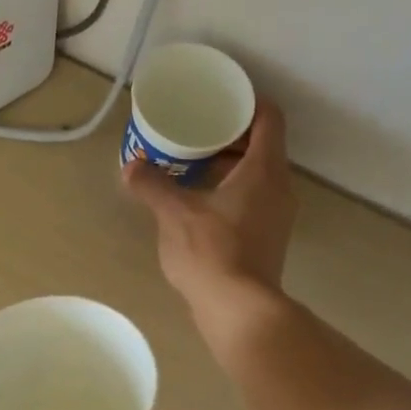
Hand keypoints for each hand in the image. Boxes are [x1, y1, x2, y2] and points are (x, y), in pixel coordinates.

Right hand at [125, 96, 296, 323]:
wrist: (238, 309)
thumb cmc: (211, 251)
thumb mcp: (174, 214)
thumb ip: (152, 185)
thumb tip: (131, 167)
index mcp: (264, 170)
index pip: (268, 117)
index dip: (247, 102)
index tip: (219, 100)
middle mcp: (279, 187)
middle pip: (263, 146)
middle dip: (230, 136)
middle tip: (196, 131)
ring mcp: (278, 216)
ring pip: (257, 175)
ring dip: (229, 166)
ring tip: (192, 166)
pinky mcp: (268, 239)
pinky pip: (253, 200)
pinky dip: (231, 191)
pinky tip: (200, 203)